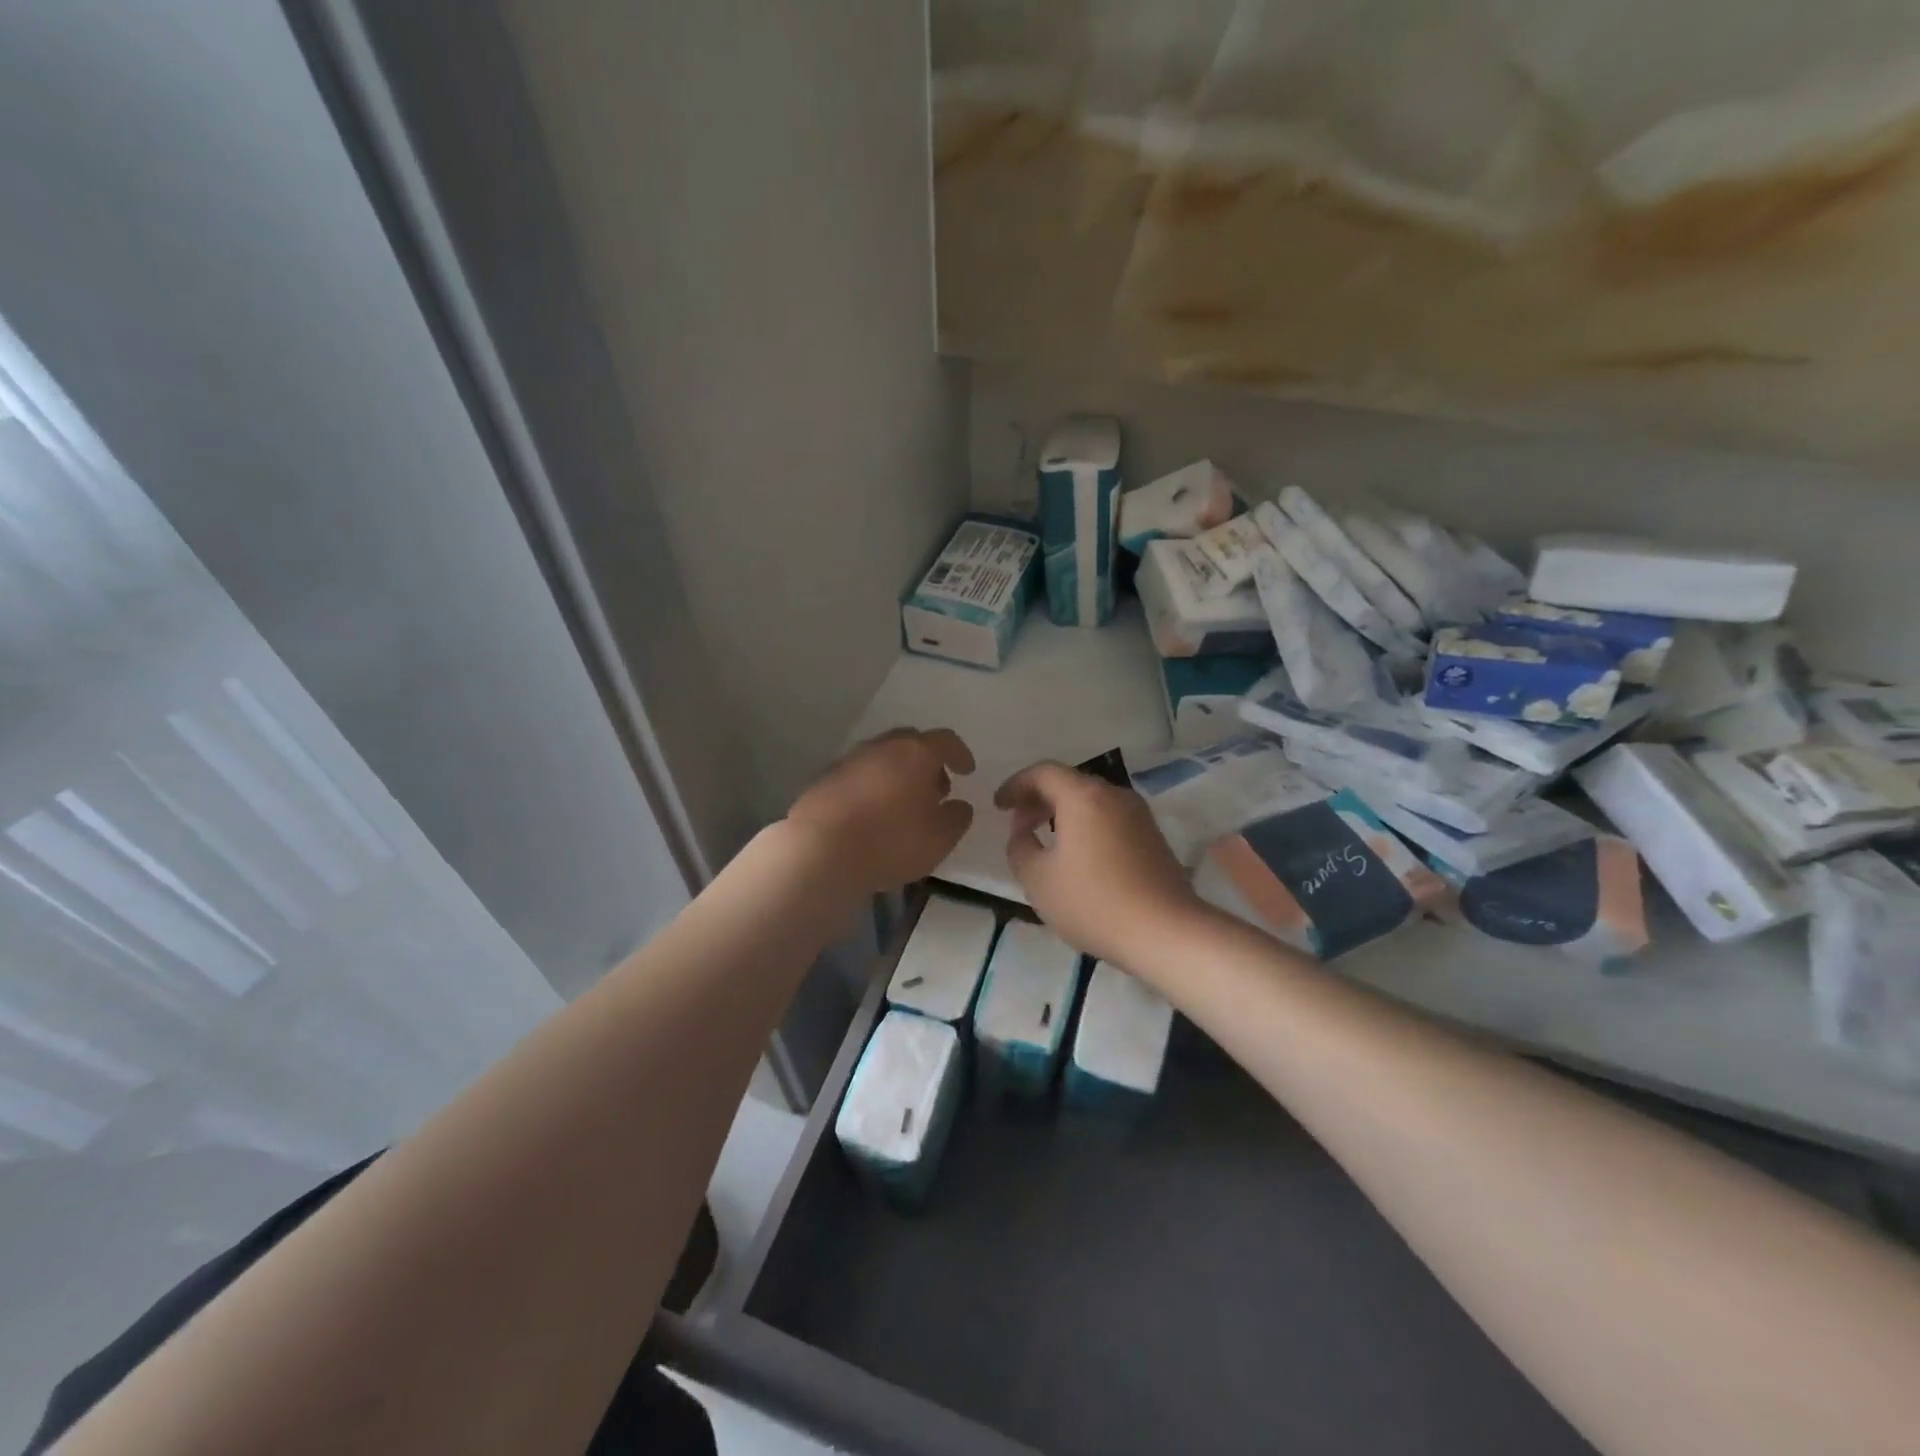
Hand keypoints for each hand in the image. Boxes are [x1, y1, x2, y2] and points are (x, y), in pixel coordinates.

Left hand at [788, 728, 974, 895]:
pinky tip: (872, 815)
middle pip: (910, 743)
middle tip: (935, 788)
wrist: (820, 851)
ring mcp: (849, 760)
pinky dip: (871, 787)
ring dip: (897, 774)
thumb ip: (957, 818)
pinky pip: (858, 775)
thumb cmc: (890, 841)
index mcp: (915, 753)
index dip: (960, 754)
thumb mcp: (939, 839)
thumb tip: (958, 805)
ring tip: (903, 805)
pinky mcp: (824, 779)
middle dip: (927, 762)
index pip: (945, 740)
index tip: (967, 772)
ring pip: (882, 757)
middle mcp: (881, 747)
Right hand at [995, 761, 1206, 969]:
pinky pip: (1109, 817)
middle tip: (1018, 825)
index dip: (1015, 785)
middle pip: (1069, 782)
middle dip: (1038, 799)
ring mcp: (1138, 814)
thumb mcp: (1038, 879)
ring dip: (1062, 812)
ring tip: (1045, 840)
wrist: (1165, 932)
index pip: (1042, 772)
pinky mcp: (1153, 836)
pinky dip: (1085, 824)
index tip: (998, 806)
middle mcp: (1114, 794)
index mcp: (1083, 796)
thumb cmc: (1093, 902)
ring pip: (1091, 800)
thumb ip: (1019, 848)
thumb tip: (1022, 833)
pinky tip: (1077, 855)